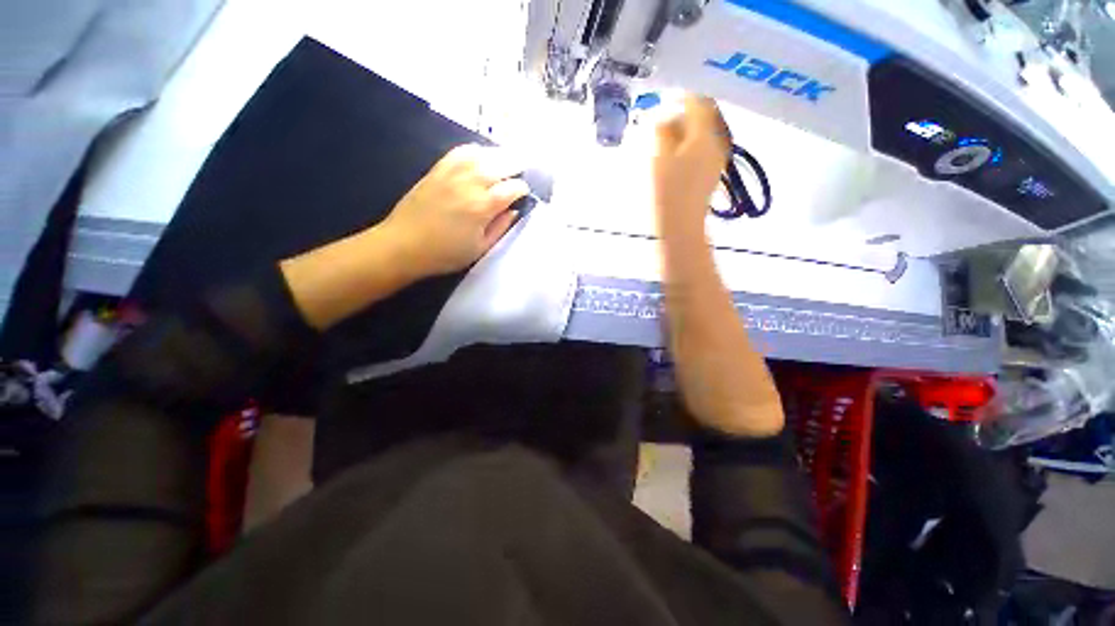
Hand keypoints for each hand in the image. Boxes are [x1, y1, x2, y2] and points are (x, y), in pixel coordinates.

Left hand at [381, 144, 530, 277]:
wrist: (403, 245)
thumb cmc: (446, 253)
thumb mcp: (480, 248)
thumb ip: (500, 227)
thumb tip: (514, 211)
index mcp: (483, 206)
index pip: (512, 188)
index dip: (523, 189)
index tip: (526, 194)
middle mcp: (470, 183)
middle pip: (501, 164)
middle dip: (517, 165)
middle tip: (525, 169)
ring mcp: (452, 173)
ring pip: (483, 154)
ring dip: (499, 155)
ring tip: (508, 160)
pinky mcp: (437, 170)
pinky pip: (460, 152)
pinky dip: (475, 151)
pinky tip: (481, 156)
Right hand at [652, 96, 730, 239]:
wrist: (681, 224)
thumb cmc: (668, 191)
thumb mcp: (660, 158)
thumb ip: (663, 132)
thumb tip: (665, 117)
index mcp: (704, 134)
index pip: (699, 102)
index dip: (683, 95)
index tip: (667, 95)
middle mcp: (717, 140)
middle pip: (705, 114)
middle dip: (686, 111)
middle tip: (665, 115)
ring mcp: (717, 156)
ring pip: (704, 131)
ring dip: (688, 127)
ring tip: (668, 134)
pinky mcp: (712, 170)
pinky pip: (704, 146)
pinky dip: (691, 142)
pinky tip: (677, 151)